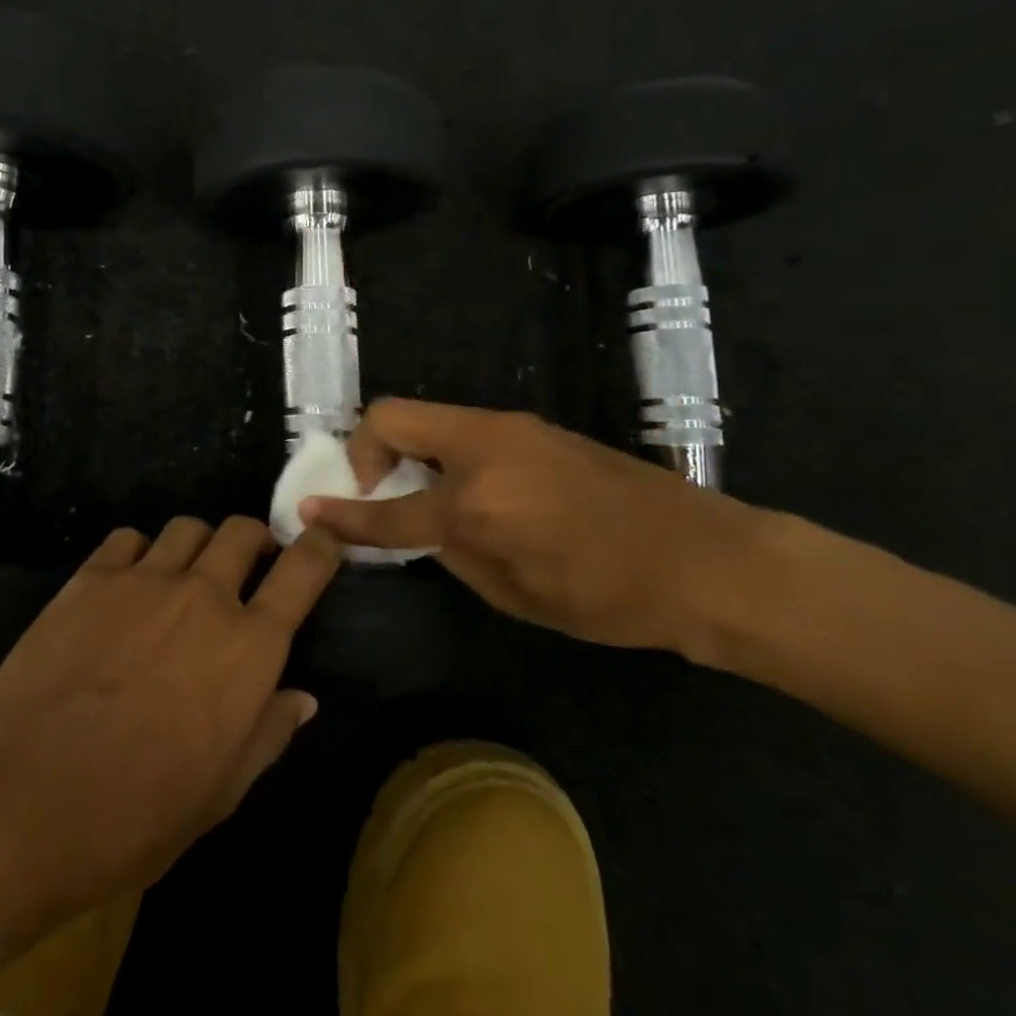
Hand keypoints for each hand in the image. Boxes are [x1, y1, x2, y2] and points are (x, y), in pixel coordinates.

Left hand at [0, 518, 341, 929]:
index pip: (303, 571)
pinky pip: (128, 539)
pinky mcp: (90, 578)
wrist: (27, 800)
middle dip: (254, 541)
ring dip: (197, 546)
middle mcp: (204, 597)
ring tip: (183, 576)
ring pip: (187, 527)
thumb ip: (268, 733)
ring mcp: (144, 580)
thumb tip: (302, 697)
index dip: (320, 547)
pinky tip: (126, 585)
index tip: (321, 541)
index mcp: (249, 648)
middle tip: (245, 568)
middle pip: (242, 532)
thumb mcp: (221, 792)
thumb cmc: (137, 815)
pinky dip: (139, 553)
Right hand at [302, 399, 771, 656]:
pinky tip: (469, 489)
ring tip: (422, 493)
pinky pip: (463, 429)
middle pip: (391, 417)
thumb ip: (454, 554)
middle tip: (375, 489)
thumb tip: (425, 529)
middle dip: (363, 449)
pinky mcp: (532, 427)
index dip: (343, 512)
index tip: (309, 510)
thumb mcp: (518, 596)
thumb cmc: (611, 597)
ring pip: (427, 418)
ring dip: (407, 449)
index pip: (388, 508)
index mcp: (476, 505)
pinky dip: (443, 451)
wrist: (706, 559)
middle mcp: (482, 450)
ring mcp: (509, 429)